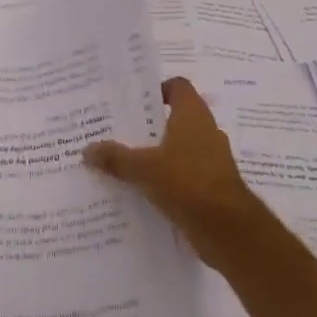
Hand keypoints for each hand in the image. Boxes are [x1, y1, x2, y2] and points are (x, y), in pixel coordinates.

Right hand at [84, 78, 264, 264]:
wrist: (229, 230)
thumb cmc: (187, 183)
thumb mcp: (143, 168)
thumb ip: (115, 158)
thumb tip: (87, 150)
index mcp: (193, 115)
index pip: (178, 87)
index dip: (158, 89)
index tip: (134, 102)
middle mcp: (206, 131)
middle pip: (175, 118)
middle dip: (149, 125)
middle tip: (119, 131)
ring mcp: (212, 159)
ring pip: (179, 148)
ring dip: (158, 153)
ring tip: (126, 161)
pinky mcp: (213, 185)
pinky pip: (185, 173)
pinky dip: (168, 178)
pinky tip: (143, 189)